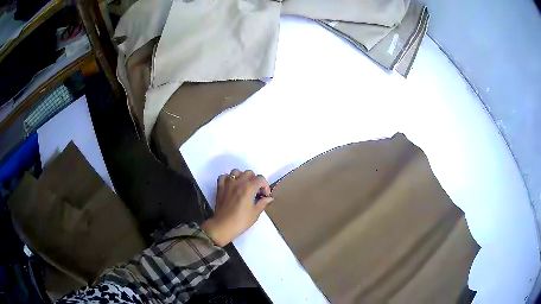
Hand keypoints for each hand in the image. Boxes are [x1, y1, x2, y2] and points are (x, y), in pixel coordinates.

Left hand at [202, 169, 273, 246]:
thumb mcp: (255, 214)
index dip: (265, 186)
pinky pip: (224, 176)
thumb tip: (269, 198)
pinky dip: (228, 178)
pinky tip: (231, 186)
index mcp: (249, 188)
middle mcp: (238, 182)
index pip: (260, 179)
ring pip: (236, 172)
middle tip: (256, 191)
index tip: (265, 195)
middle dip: (255, 180)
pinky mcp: (220, 187)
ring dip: (242, 177)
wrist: (223, 226)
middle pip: (249, 173)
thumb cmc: (241, 221)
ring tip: (244, 187)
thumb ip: (263, 203)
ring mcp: (228, 184)